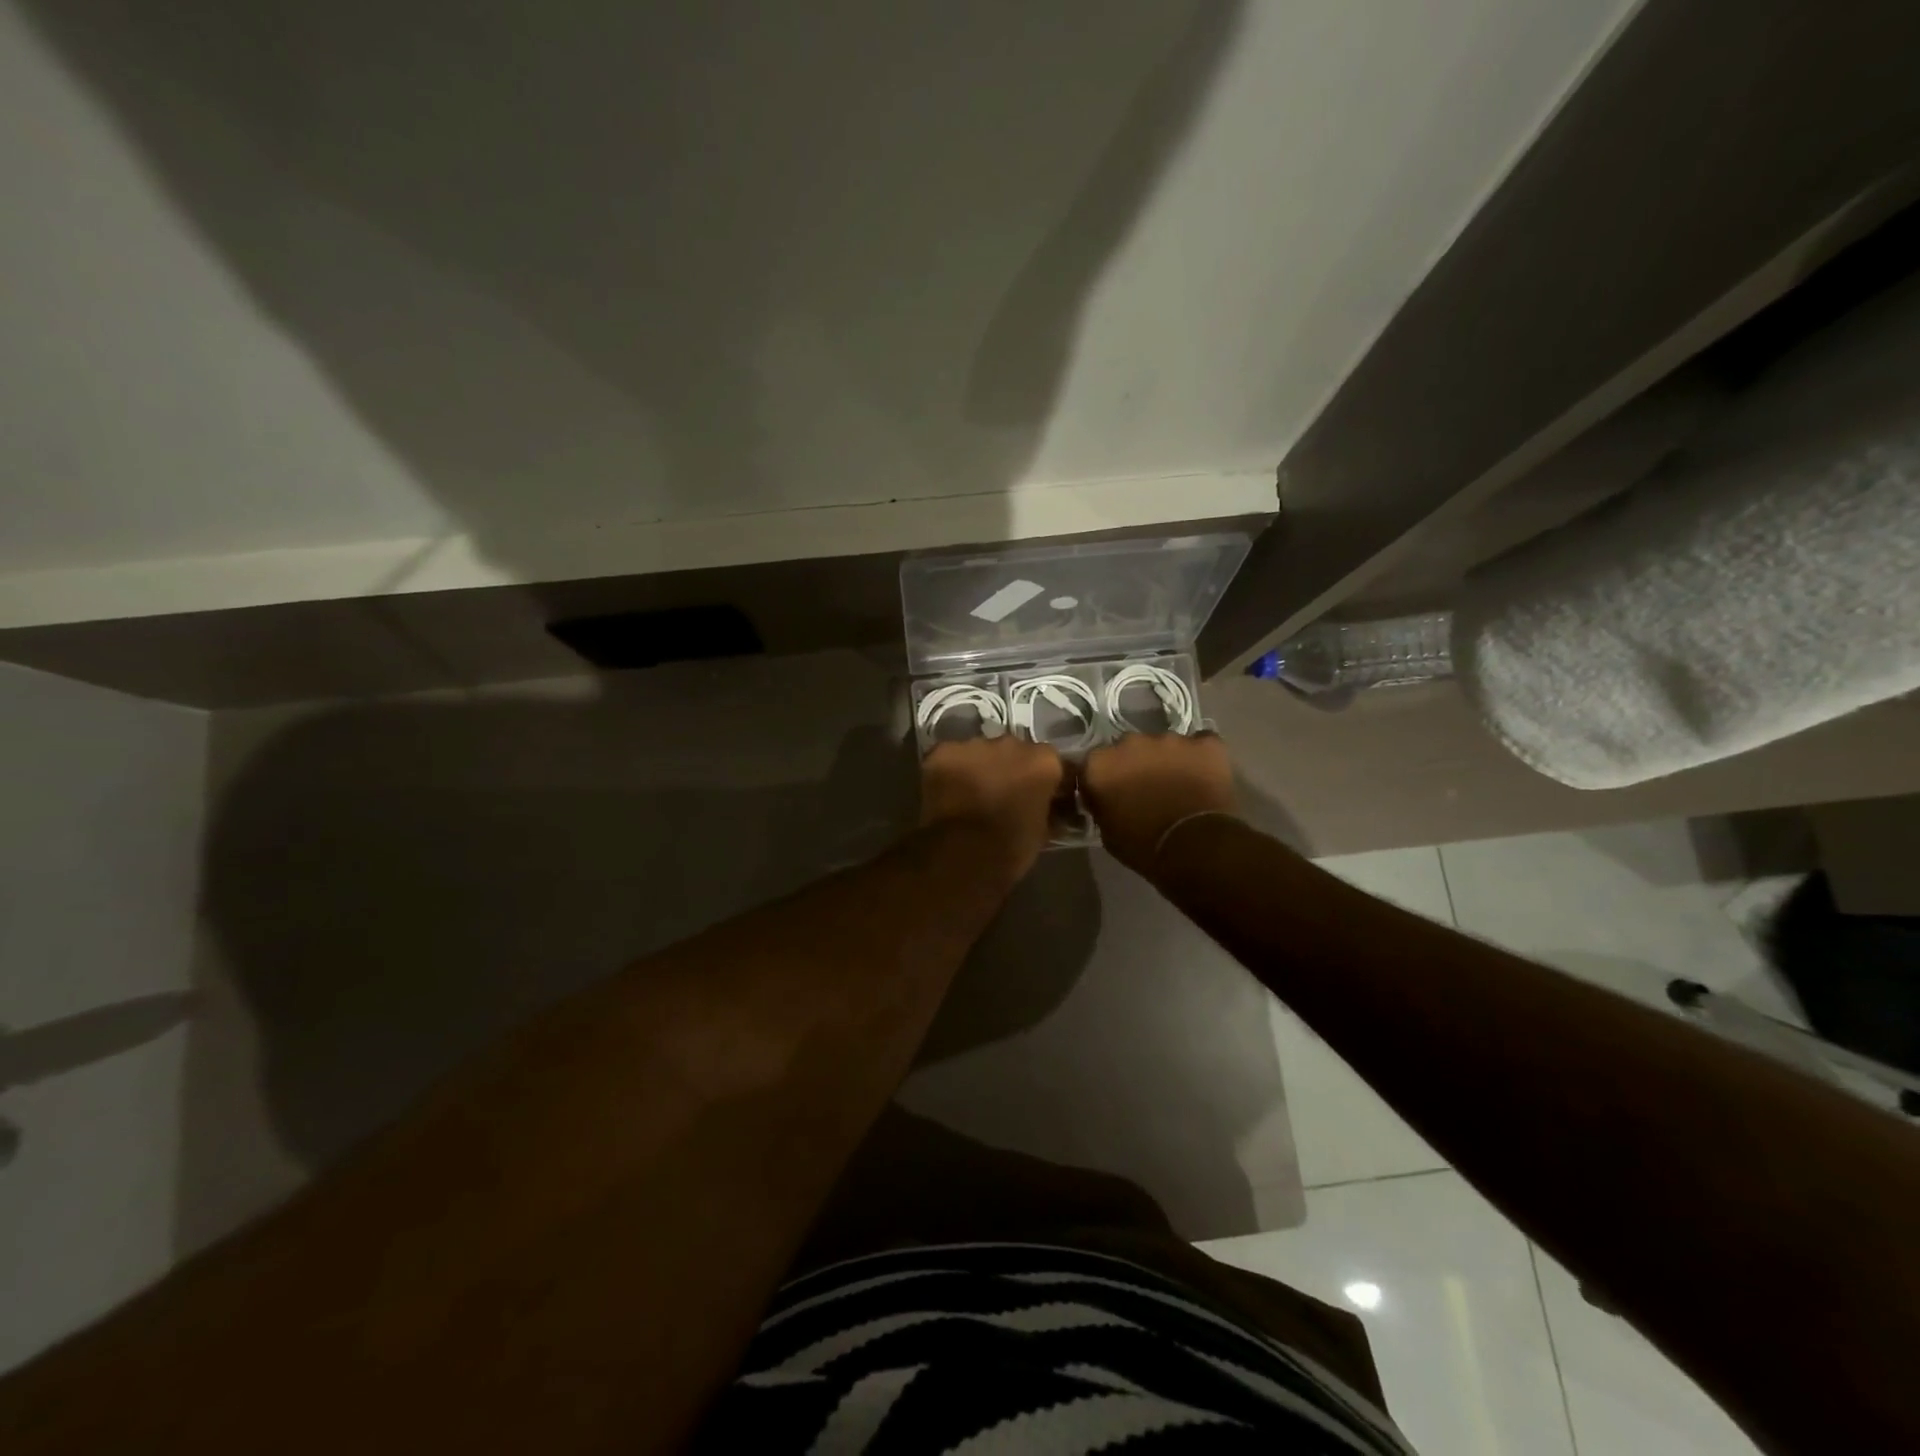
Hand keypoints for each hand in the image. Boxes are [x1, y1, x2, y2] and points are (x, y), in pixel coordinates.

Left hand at [919, 736, 1065, 879]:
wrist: (961, 855)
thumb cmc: (1009, 848)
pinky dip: (950, 771)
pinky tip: (947, 792)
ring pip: (980, 751)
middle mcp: (1011, 743)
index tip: (1040, 797)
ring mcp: (974, 744)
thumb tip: (1050, 808)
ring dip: (980, 768)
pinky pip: (950, 757)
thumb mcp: (1042, 831)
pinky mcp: (942, 751)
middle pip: (1014, 751)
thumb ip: (1048, 810)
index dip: (1045, 780)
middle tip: (1002, 795)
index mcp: (1043, 761)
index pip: (1051, 762)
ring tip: (971, 795)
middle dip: (1010, 769)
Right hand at [1081, 731, 1236, 873]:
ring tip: (1179, 786)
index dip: (1104, 779)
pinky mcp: (1205, 743)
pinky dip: (1200, 757)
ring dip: (1166, 761)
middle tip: (1146, 790)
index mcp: (1100, 764)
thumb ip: (1102, 805)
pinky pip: (1201, 745)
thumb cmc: (1143, 846)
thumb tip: (1107, 799)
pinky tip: (1205, 775)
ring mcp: (1169, 739)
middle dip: (1135, 764)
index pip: (1094, 764)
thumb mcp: (1107, 832)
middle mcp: (1130, 742)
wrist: (1195, 846)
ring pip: (1164, 745)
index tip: (1112, 795)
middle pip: (1129, 748)